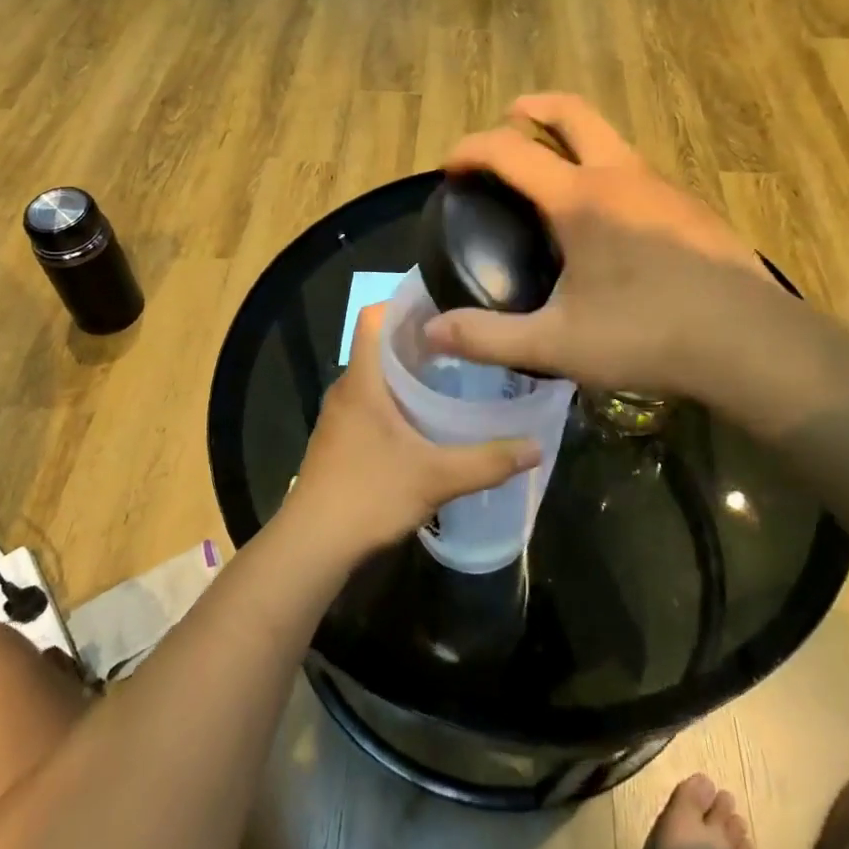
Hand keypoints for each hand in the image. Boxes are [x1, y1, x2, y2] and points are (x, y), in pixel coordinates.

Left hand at [289, 304, 540, 554]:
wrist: (312, 545)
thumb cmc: (369, 496)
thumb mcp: (436, 478)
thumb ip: (488, 461)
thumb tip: (537, 447)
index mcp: (362, 381)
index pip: (373, 318)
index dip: (403, 303)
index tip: (444, 305)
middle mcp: (346, 389)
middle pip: (378, 345)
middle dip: (417, 339)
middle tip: (463, 341)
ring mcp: (339, 416)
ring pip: (374, 376)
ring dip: (407, 370)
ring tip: (452, 373)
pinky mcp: (340, 439)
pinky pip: (370, 401)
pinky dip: (396, 398)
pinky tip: (426, 419)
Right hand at [423, 94, 770, 400]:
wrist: (752, 343)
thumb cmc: (647, 335)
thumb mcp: (557, 344)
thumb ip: (488, 337)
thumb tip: (429, 334)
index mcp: (581, 198)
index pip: (511, 151)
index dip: (471, 149)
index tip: (450, 165)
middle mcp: (622, 176)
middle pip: (573, 113)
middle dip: (534, 108)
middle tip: (510, 119)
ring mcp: (664, 187)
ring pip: (611, 139)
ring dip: (574, 139)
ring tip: (553, 177)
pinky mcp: (691, 208)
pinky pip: (637, 171)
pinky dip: (607, 171)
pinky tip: (608, 222)